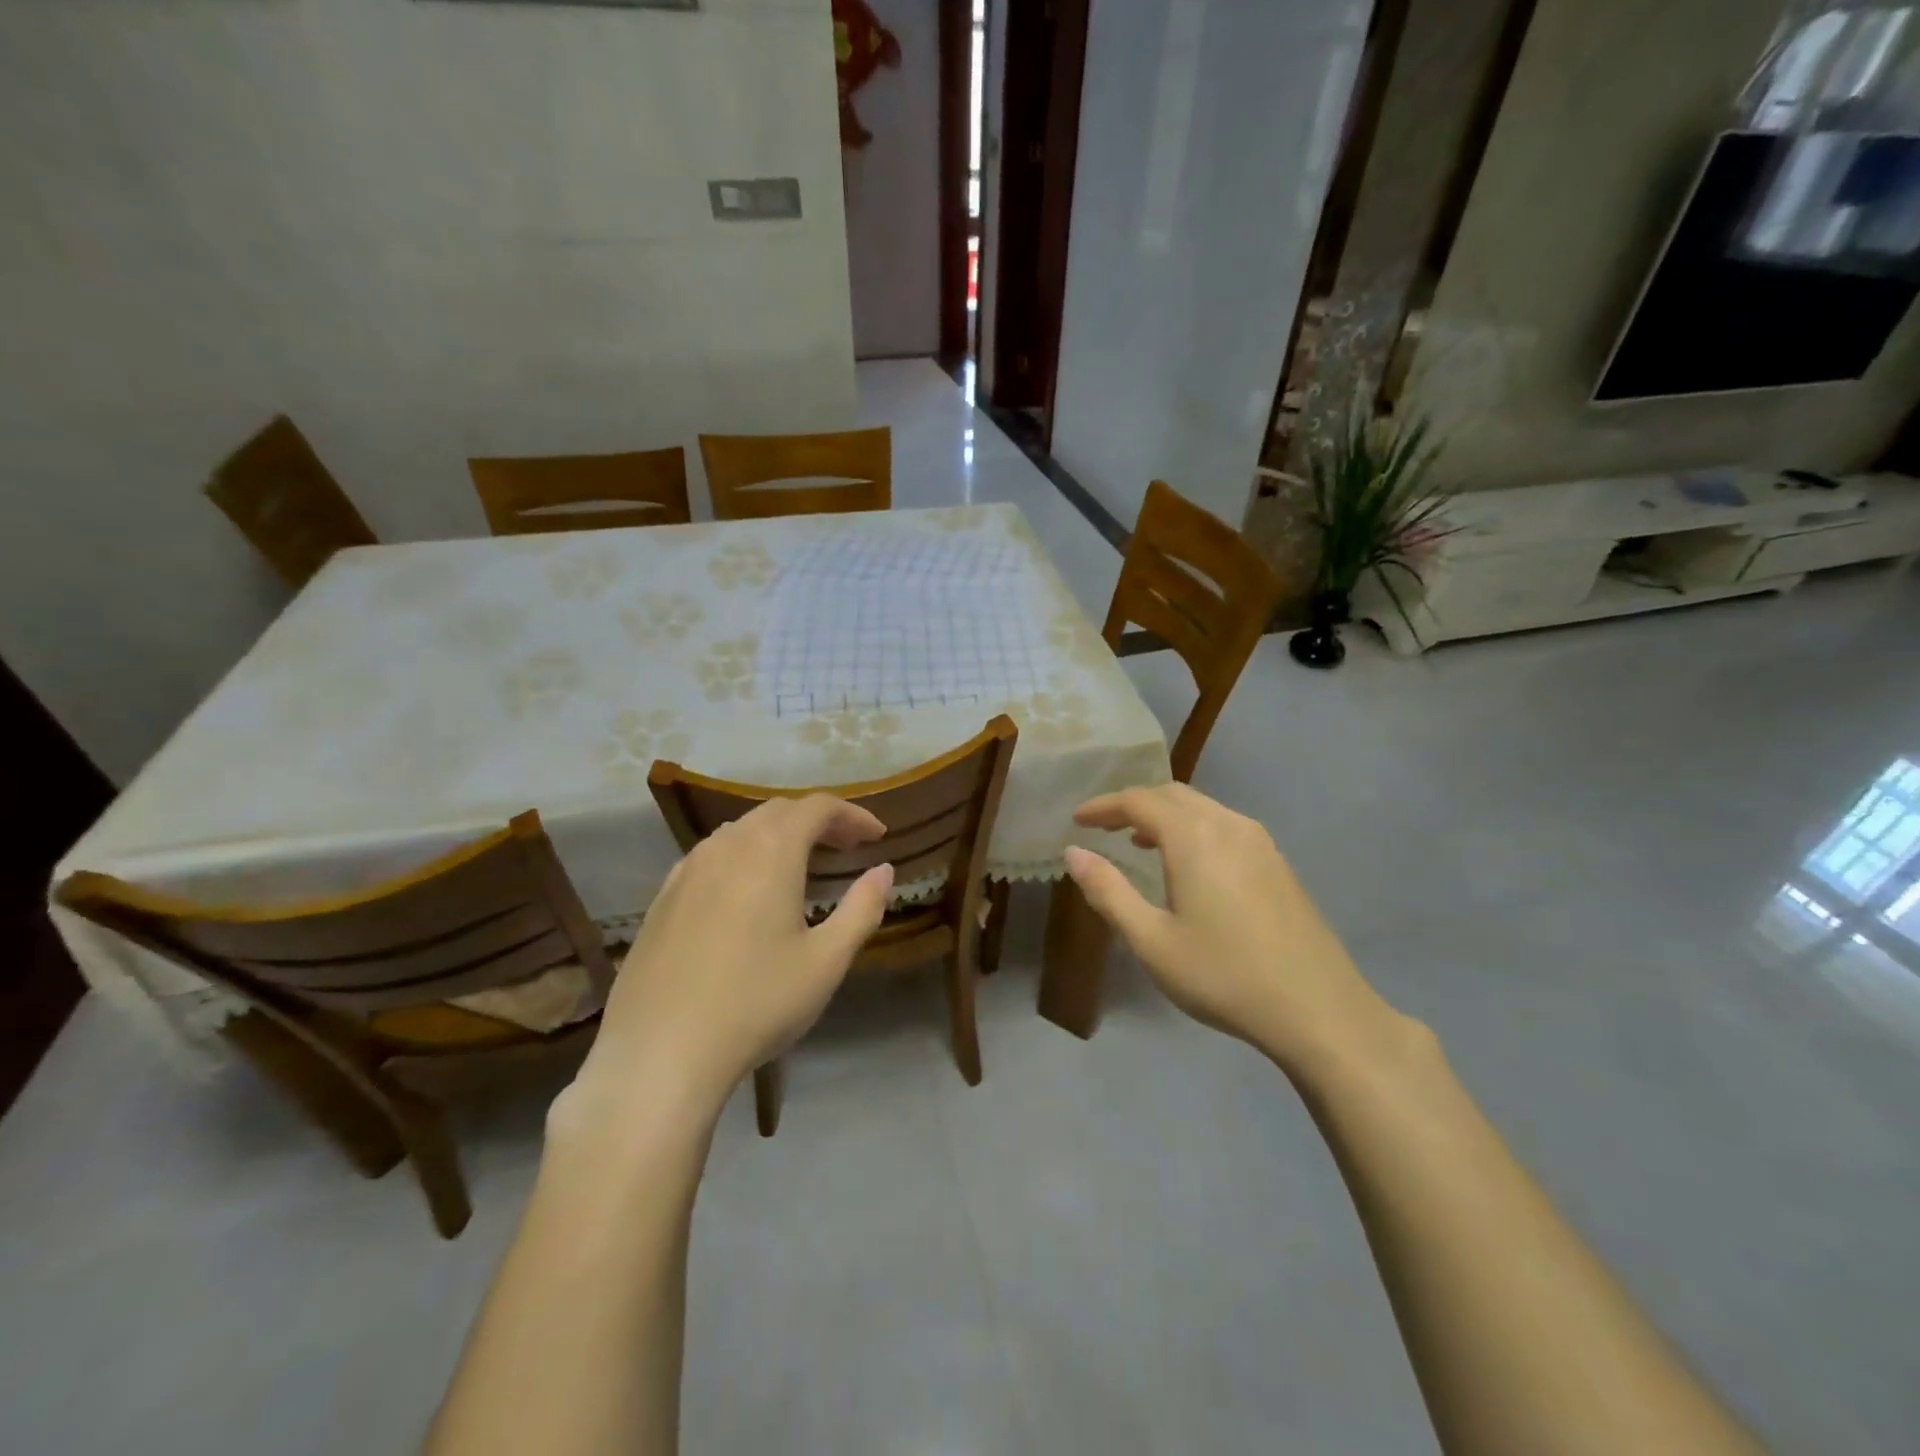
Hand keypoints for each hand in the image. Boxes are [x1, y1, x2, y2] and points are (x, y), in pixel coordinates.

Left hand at [564, 796, 893, 1122]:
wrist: (659, 1053)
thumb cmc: (756, 1003)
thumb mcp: (826, 961)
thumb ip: (862, 908)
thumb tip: (884, 871)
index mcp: (771, 851)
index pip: (818, 808)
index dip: (853, 815)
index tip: (877, 836)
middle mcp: (727, 846)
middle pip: (779, 811)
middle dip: (819, 821)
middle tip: (847, 848)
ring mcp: (688, 869)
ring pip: (742, 830)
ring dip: (779, 835)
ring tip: (802, 866)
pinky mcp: (663, 897)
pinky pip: (712, 855)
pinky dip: (743, 855)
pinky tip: (747, 892)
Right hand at [1063, 783, 1409, 1076]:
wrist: (1319, 1010)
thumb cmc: (1224, 976)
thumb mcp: (1152, 941)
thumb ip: (1108, 891)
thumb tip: (1073, 853)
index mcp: (1194, 837)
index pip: (1138, 801)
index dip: (1103, 806)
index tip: (1077, 820)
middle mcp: (1228, 825)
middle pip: (1172, 794)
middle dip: (1133, 804)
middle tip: (1103, 827)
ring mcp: (1260, 842)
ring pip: (1202, 807)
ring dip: (1164, 815)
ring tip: (1138, 841)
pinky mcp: (1278, 862)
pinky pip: (1224, 825)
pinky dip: (1193, 828)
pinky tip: (1189, 864)